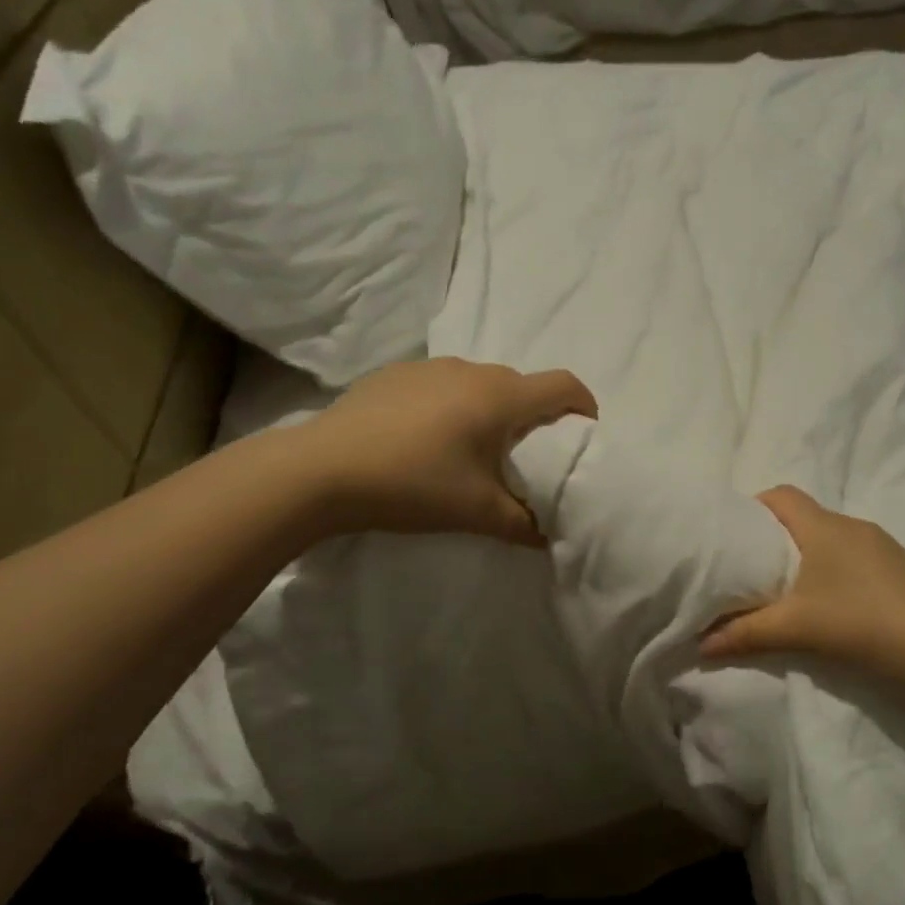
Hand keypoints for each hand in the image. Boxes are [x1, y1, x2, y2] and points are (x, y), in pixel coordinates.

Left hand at [292, 357, 596, 543]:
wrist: (321, 469)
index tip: (583, 432)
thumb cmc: (413, 485)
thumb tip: (550, 536)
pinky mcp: (395, 374)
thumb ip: (524, 524)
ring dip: (489, 412)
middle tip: (524, 458)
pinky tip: (424, 441)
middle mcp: (471, 371)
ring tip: (470, 451)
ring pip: (480, 385)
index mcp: (501, 398)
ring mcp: (429, 368)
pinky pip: (442, 386)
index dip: (583, 405)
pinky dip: (451, 407)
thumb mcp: (478, 513)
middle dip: (534, 418)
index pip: (563, 386)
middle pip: (522, 387)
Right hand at [701, 486, 904, 698]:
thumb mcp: (795, 629)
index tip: (735, 537)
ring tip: (788, 591)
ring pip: (830, 538)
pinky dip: (833, 569)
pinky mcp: (900, 567)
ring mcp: (882, 545)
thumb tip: (700, 644)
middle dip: (775, 537)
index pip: (782, 495)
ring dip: (806, 556)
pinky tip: (832, 604)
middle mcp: (853, 526)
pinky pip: (853, 556)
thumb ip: (744, 634)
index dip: (754, 507)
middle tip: (752, 570)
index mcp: (824, 527)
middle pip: (804, 517)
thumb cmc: (862, 624)